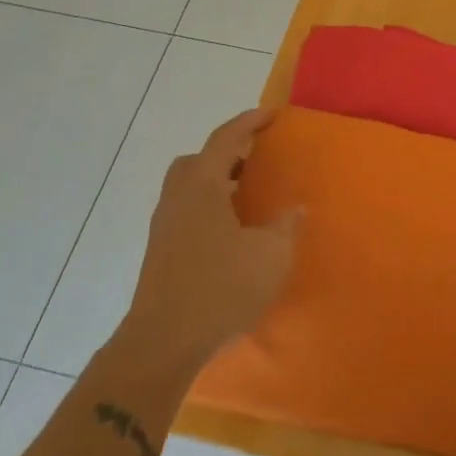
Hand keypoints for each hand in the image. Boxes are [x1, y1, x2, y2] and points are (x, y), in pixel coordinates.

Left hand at [122, 109, 302, 368]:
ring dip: (216, 180)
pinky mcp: (160, 249)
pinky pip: (186, 209)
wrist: (164, 341)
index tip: (270, 114)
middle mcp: (178, 197)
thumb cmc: (220, 289)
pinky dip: (208, 204)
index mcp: (202, 187)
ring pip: (189, 185)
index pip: (225, 139)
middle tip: (256, 157)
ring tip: (247, 193)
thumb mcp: (270, 257)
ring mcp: (164, 224)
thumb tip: (296, 209)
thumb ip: (285, 227)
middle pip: (199, 159)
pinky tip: (230, 229)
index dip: (248, 122)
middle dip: (228, 152)